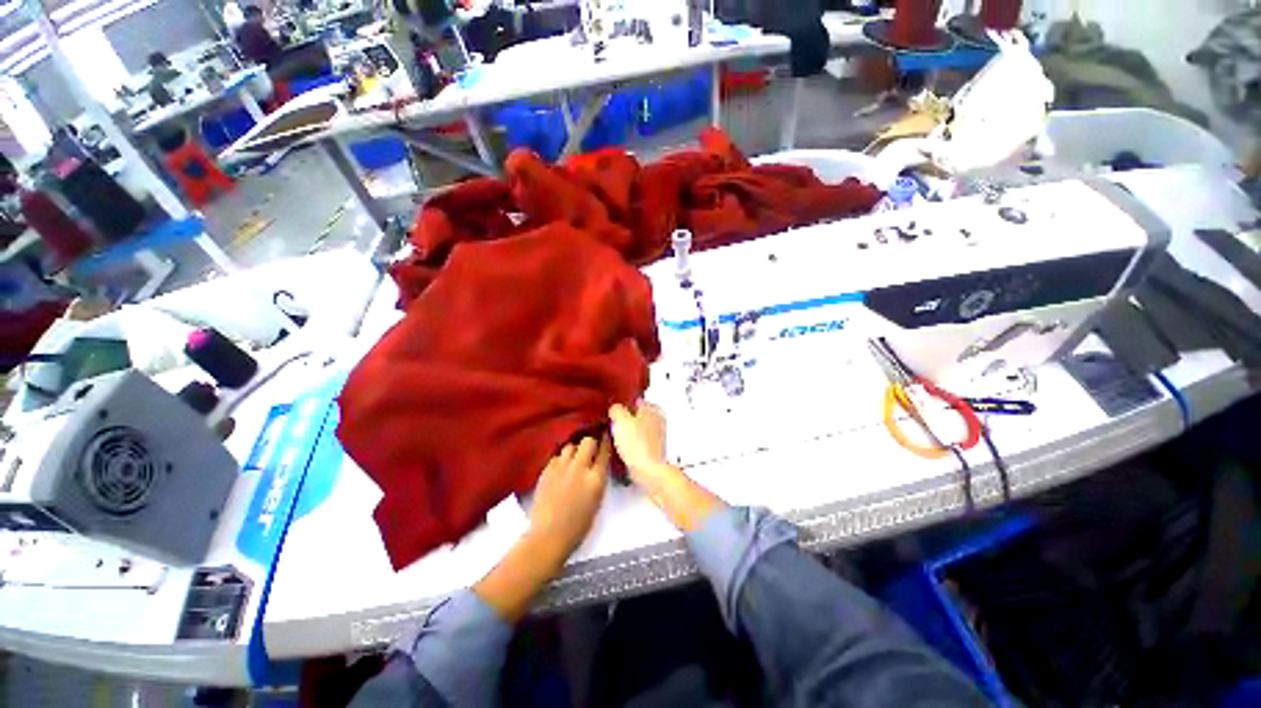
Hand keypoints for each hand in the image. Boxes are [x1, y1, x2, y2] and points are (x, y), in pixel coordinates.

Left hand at [475, 437, 609, 621]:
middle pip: (588, 441)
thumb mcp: (597, 500)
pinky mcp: (546, 471)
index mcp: (596, 478)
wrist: (548, 536)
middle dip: (590, 442)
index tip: (606, 435)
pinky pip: (556, 456)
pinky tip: (560, 468)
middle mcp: (580, 468)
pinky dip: (560, 459)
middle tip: (590, 449)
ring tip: (573, 458)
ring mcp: (561, 468)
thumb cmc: (578, 526)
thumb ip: (598, 479)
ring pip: (570, 446)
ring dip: (574, 450)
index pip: (604, 450)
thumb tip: (597, 465)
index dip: (606, 441)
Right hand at [609, 402, 723, 531]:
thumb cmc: (637, 444)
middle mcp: (657, 419)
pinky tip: (621, 449)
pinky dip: (630, 444)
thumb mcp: (621, 419)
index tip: (611, 410)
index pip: (634, 400)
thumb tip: (615, 409)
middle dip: (624, 419)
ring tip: (614, 437)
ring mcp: (656, 435)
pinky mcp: (652, 449)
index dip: (622, 404)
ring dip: (626, 432)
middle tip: (610, 424)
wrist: (648, 470)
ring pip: (636, 429)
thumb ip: (617, 409)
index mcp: (651, 408)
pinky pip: (637, 442)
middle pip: (635, 415)